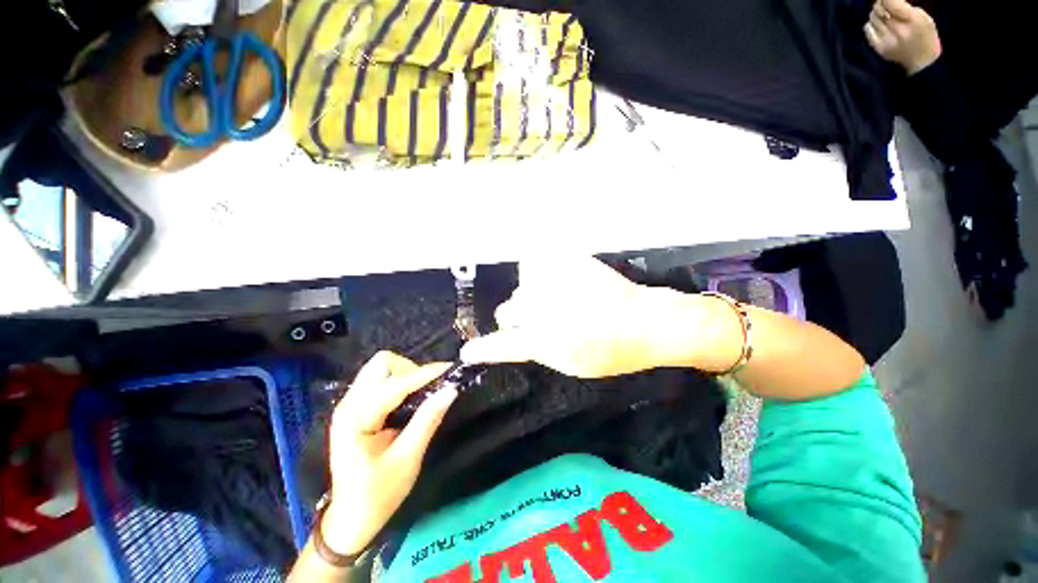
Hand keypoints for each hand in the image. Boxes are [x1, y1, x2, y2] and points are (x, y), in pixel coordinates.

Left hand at [321, 352, 455, 555]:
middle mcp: (349, 404)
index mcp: (357, 419)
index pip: (395, 384)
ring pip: (381, 367)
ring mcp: (350, 404)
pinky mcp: (357, 407)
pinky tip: (412, 397)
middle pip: (382, 363)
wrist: (351, 518)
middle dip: (411, 369)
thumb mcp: (407, 459)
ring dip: (406, 373)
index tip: (450, 369)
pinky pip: (380, 379)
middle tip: (430, 388)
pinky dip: (400, 380)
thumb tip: (451, 389)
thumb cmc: (378, 494)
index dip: (425, 374)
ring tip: (423, 392)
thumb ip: (427, 420)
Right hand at [460, 257, 735, 376]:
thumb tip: (515, 340)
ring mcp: (553, 280)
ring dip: (533, 297)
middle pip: (508, 310)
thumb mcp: (570, 364)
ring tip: (560, 301)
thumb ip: (537, 350)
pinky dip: (545, 275)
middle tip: (541, 321)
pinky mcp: (566, 261)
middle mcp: (541, 305)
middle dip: (518, 318)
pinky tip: (565, 284)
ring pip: (524, 288)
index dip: (483, 349)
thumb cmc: (610, 352)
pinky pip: (540, 266)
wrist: (644, 320)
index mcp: (544, 337)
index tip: (468, 352)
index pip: (502, 343)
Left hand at [864, 0, 941, 74]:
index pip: (889, 2)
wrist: (922, 61)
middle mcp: (897, 29)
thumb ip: (905, 8)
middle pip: (878, 9)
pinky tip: (878, 26)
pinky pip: (867, 29)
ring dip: (876, 14)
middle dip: (880, 5)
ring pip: (872, 18)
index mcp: (911, 19)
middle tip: (885, 6)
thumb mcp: (922, 17)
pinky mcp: (878, 47)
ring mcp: (886, 39)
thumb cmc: (925, 36)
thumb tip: (887, 2)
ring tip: (884, 17)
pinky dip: (871, 25)